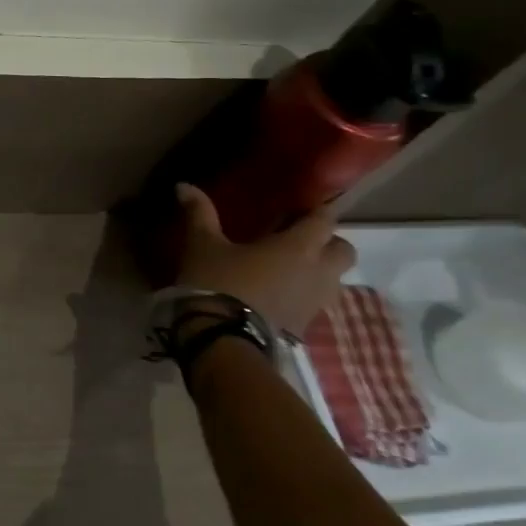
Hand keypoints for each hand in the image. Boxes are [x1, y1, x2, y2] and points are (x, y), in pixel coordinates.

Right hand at [165, 184, 355, 336]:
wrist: (222, 340)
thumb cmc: (218, 282)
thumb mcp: (202, 245)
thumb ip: (199, 213)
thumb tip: (183, 185)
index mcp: (300, 246)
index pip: (325, 219)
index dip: (315, 210)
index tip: (296, 207)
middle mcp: (319, 272)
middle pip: (343, 250)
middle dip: (327, 242)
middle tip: (296, 240)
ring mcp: (316, 303)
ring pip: (334, 279)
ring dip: (318, 271)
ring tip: (286, 270)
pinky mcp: (306, 327)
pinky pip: (316, 303)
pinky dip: (303, 295)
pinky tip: (276, 296)